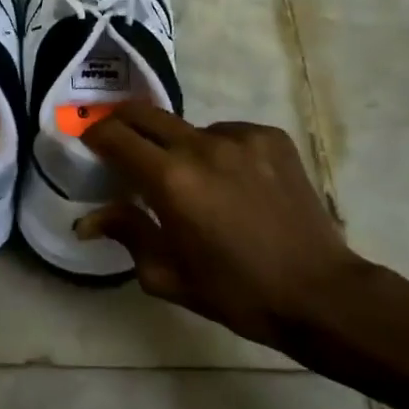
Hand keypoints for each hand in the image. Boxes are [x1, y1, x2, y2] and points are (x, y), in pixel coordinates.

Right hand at [77, 105, 365, 349]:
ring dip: (176, 145)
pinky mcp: (271, 138)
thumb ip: (126, 234)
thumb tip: (87, 219)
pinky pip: (226, 134)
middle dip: (123, 123)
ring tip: (190, 178)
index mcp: (171, 180)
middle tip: (119, 142)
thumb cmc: (236, 291)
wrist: (320, 293)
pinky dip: (216, 151)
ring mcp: (241, 138)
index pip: (116, 136)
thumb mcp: (168, 275)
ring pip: (188, 128)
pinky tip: (230, 181)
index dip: (95, 135)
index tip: (89, 144)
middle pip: (146, 114)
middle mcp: (202, 146)